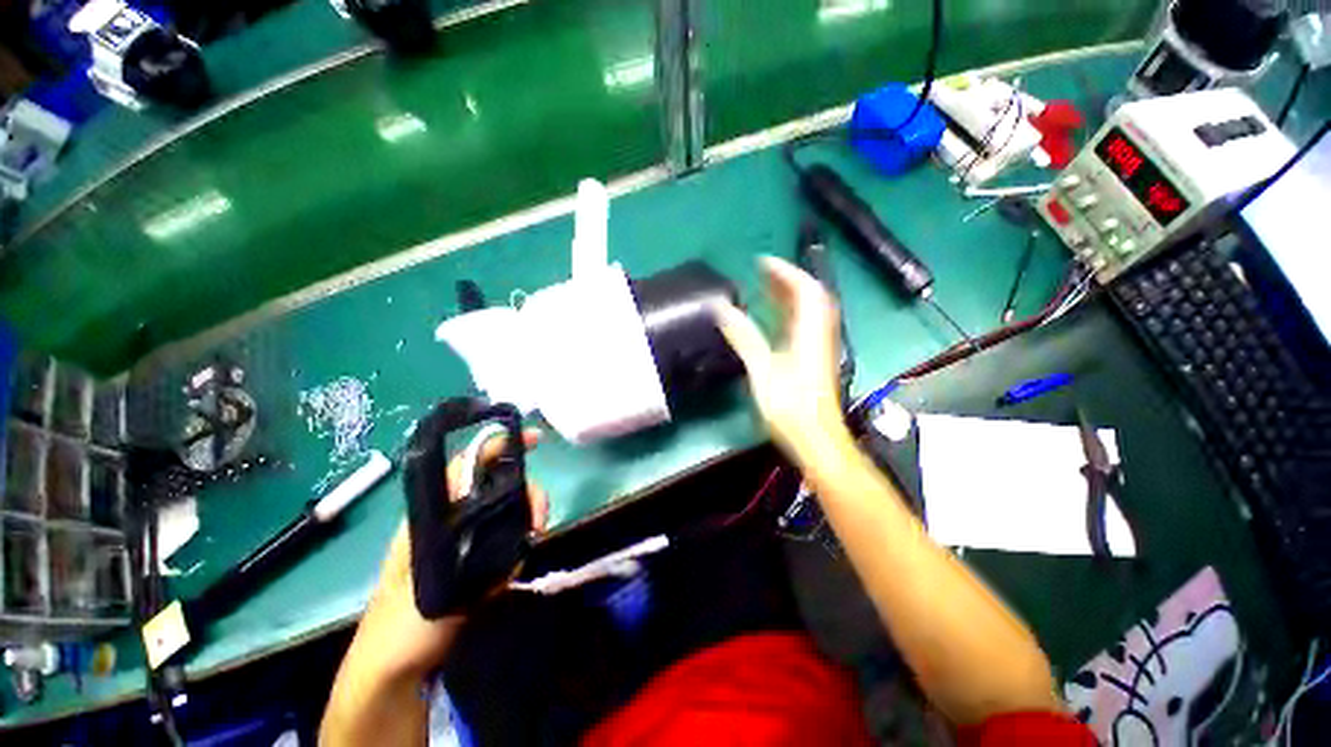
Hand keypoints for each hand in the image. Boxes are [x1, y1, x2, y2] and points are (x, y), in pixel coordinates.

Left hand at [360, 429, 547, 677]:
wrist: (395, 670)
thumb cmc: (401, 625)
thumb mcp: (429, 577)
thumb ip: (463, 540)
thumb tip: (501, 505)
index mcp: (435, 514)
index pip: (470, 464)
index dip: (500, 445)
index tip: (534, 440)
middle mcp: (453, 519)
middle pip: (500, 485)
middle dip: (526, 495)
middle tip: (539, 522)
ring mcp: (467, 540)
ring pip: (509, 512)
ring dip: (525, 524)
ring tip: (527, 549)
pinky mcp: (477, 560)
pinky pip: (509, 540)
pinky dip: (518, 549)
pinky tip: (510, 573)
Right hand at [714, 256, 850, 460]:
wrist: (815, 437)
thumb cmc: (789, 406)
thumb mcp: (762, 369)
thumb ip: (744, 337)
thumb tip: (723, 309)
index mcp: (809, 332)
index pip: (804, 290)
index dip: (785, 272)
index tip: (762, 262)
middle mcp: (819, 333)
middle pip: (810, 296)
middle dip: (786, 280)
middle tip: (761, 272)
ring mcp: (818, 346)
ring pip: (808, 311)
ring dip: (789, 295)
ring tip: (765, 287)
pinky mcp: (813, 358)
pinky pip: (804, 325)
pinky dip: (789, 313)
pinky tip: (773, 317)